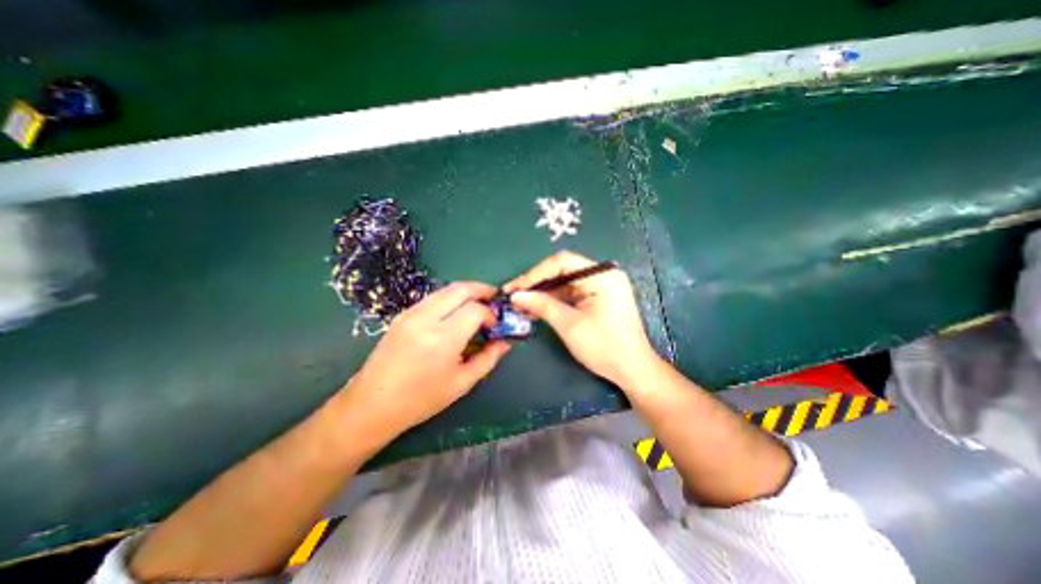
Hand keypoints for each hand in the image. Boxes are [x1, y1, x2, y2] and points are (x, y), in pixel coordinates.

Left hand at [332, 281, 510, 445]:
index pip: (475, 310)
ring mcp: (411, 313)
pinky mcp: (402, 314)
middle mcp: (426, 319)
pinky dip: (450, 298)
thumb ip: (488, 358)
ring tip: (478, 303)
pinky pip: (433, 297)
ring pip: (446, 289)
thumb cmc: (421, 400)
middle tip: (494, 298)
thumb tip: (505, 342)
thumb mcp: (462, 383)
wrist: (372, 404)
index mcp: (443, 339)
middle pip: (460, 289)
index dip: (490, 314)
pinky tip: (455, 312)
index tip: (495, 326)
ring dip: (466, 292)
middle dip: (481, 290)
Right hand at [505, 251, 656, 386]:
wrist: (632, 370)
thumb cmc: (604, 347)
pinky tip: (536, 308)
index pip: (561, 262)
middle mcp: (602, 275)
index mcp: (601, 275)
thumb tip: (516, 295)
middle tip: (513, 295)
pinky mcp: (597, 297)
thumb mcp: (570, 325)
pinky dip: (553, 300)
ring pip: (563, 282)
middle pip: (562, 270)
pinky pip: (570, 293)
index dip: (534, 274)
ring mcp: (600, 286)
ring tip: (520, 304)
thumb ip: (542, 305)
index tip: (514, 287)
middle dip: (536, 283)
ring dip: (542, 293)